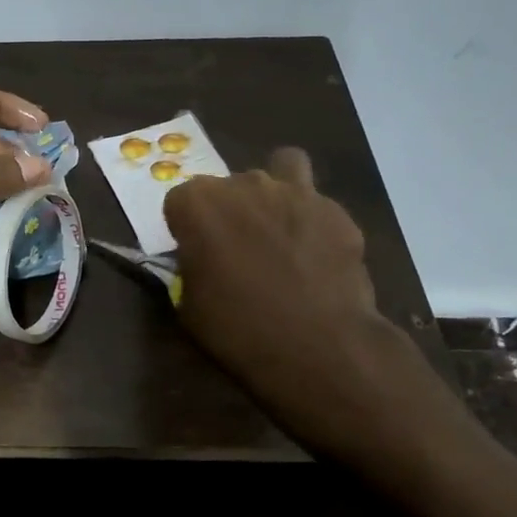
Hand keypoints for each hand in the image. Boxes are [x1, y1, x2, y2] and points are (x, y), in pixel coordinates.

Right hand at [164, 149, 420, 460]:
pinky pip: (318, 204)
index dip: (185, 227)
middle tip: (237, 250)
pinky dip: (313, 221)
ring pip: (282, 168)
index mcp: (198, 204)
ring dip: (275, 193)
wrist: (319, 348)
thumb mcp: (189, 305)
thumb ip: (189, 268)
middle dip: (229, 210)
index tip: (194, 253)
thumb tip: (198, 260)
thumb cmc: (238, 329)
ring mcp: (296, 193)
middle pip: (228, 185)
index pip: (179, 200)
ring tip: (279, 230)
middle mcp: (244, 184)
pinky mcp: (337, 211)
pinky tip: (316, 255)